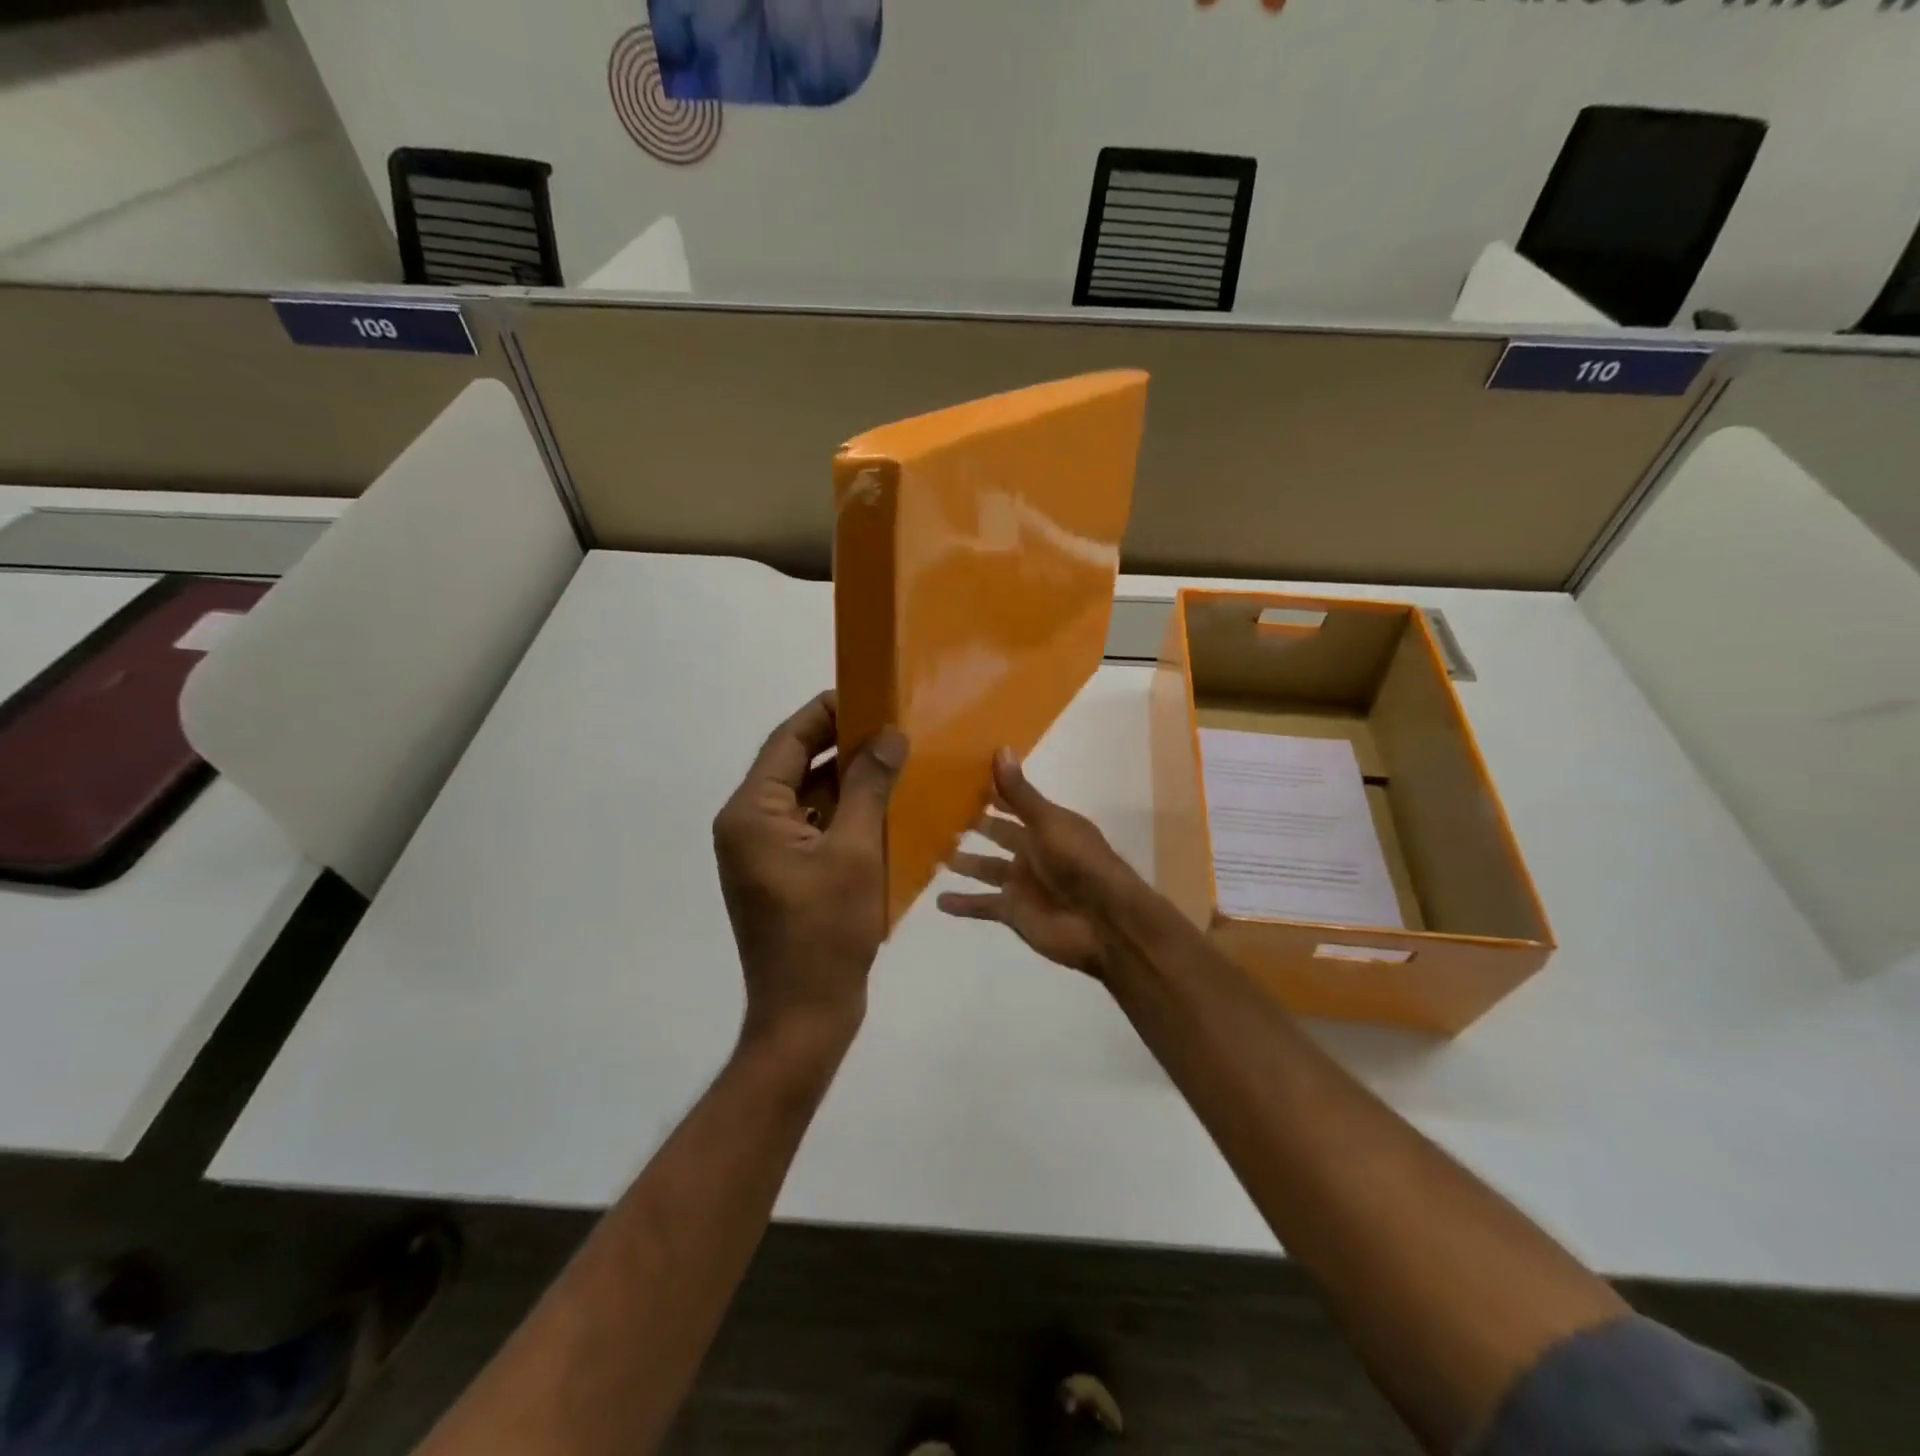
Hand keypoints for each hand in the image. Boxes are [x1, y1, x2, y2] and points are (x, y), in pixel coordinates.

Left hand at [713, 691, 906, 1051]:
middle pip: (794, 766)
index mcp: (750, 814)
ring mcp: (761, 852)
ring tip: (892, 758)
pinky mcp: (780, 872)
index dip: (825, 712)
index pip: (786, 741)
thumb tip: (888, 735)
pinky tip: (881, 804)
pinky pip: (810, 826)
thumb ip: (870, 786)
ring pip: (805, 797)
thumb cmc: (827, 931)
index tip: (867, 693)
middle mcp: (746, 825)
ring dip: (845, 779)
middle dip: (840, 744)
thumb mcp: (856, 850)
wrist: (806, 1013)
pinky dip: (842, 811)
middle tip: (888, 724)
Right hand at [936, 749, 1145, 978]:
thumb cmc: (1079, 863)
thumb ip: (1020, 793)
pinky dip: (963, 904)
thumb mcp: (1048, 822)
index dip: (990, 791)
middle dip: (973, 825)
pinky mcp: (1013, 912)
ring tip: (933, 853)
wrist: (1104, 922)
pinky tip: (939, 900)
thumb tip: (1000, 748)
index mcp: (1045, 825)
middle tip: (936, 812)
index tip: (957, 777)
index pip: (1012, 802)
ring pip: (986, 868)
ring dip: (964, 863)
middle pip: (997, 834)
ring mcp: (1022, 883)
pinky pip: (982, 906)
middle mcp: (1032, 851)